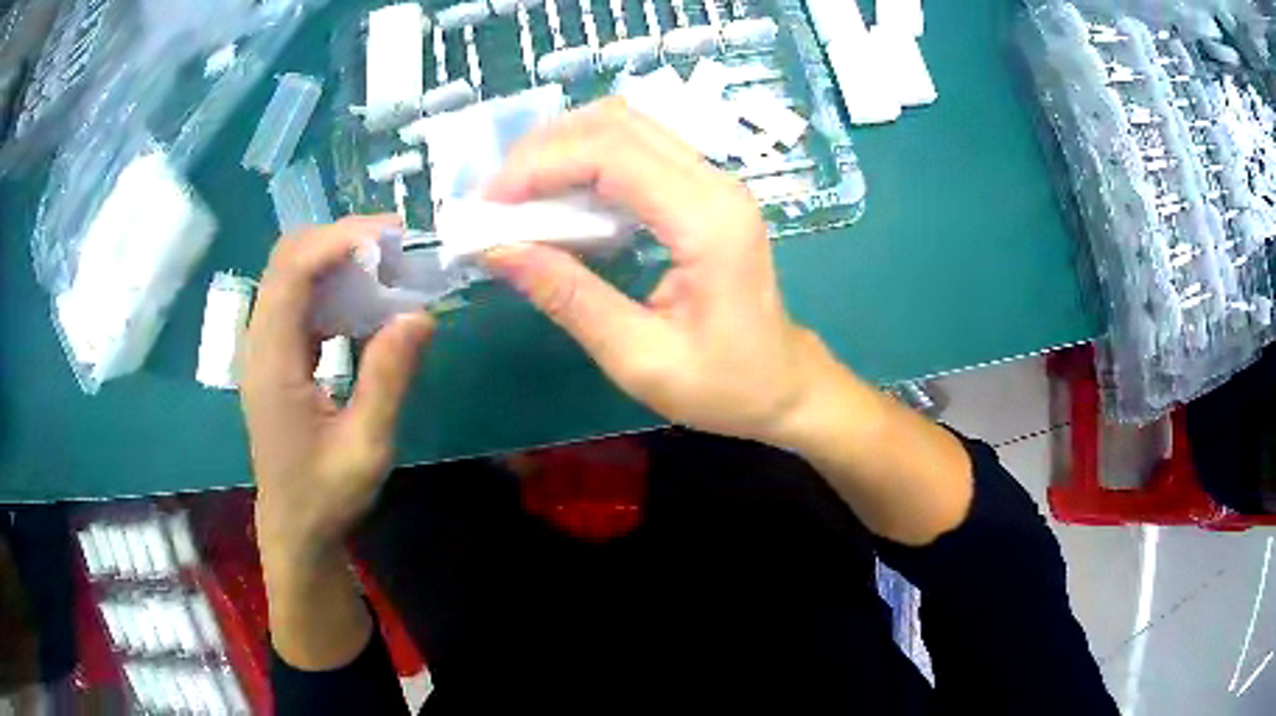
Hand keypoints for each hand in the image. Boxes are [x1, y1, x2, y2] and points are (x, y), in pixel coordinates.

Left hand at [241, 216, 433, 562]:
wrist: (296, 528)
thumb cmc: (327, 496)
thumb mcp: (367, 446)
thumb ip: (389, 379)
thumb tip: (420, 313)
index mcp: (272, 365)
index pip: (292, 273)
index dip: (338, 241)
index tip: (392, 237)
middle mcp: (259, 345)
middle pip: (286, 260)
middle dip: (339, 240)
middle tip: (393, 249)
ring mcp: (263, 348)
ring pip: (291, 274)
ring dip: (336, 259)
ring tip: (386, 268)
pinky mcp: (275, 355)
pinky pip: (299, 300)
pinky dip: (332, 286)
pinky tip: (364, 304)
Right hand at [484, 99, 825, 444]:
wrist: (785, 385)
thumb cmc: (724, 385)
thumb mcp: (640, 358)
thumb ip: (569, 298)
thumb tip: (497, 249)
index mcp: (706, 220)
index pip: (610, 154)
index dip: (539, 166)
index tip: (489, 205)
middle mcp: (715, 183)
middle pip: (617, 123)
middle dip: (544, 148)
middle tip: (498, 198)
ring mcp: (715, 181)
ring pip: (628, 125)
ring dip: (564, 147)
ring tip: (520, 194)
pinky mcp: (706, 190)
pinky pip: (639, 148)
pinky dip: (589, 159)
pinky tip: (562, 196)